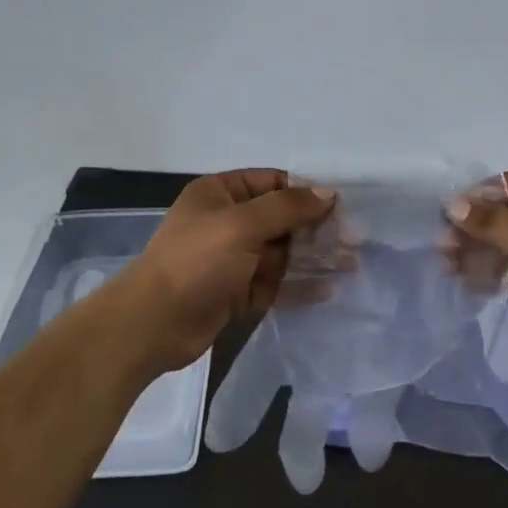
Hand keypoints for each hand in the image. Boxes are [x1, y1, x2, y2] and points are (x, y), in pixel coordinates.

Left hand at [109, 170, 334, 372]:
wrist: (153, 324)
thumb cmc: (196, 262)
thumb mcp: (242, 225)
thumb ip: (287, 207)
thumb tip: (328, 192)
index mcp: (221, 194)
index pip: (273, 183)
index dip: (308, 193)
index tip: (342, 208)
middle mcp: (228, 222)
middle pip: (283, 219)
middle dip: (318, 229)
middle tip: (354, 241)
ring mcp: (233, 259)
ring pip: (283, 253)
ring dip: (315, 258)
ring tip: (351, 265)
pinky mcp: (237, 292)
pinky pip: (275, 283)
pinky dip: (299, 286)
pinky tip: (327, 290)